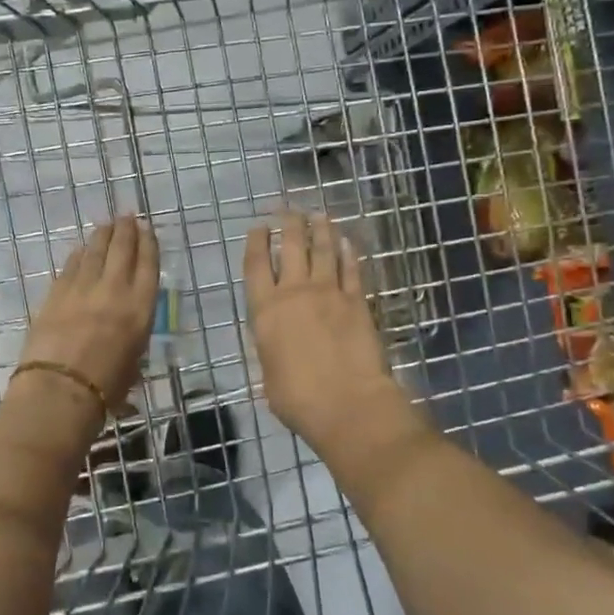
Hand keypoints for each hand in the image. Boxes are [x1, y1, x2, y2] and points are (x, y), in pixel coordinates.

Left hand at [15, 215, 158, 416]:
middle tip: (127, 217)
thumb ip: (133, 339)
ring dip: (102, 235)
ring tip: (106, 224)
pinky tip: (81, 250)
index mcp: (140, 308)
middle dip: (126, 230)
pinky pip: (71, 266)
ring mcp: (82, 288)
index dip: (148, 243)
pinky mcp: (56, 293)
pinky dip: (79, 255)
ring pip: (94, 251)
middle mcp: (114, 290)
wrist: (59, 390)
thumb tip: (125, 334)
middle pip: (121, 249)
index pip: (148, 265)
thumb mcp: (133, 363)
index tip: (147, 228)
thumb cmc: (105, 389)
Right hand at [244, 212, 421, 459]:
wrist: (347, 404)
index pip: (256, 265)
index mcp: (265, 311)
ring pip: (323, 250)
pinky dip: (348, 253)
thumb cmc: (297, 399)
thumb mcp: (268, 374)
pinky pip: (351, 269)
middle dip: (288, 223)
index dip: (257, 242)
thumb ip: (271, 349)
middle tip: (288, 210)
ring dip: (320, 229)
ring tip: (318, 215)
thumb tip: (276, 343)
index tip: (259, 227)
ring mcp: (329, 293)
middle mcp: (294, 292)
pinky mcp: (357, 301)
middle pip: (292, 246)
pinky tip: (347, 242)